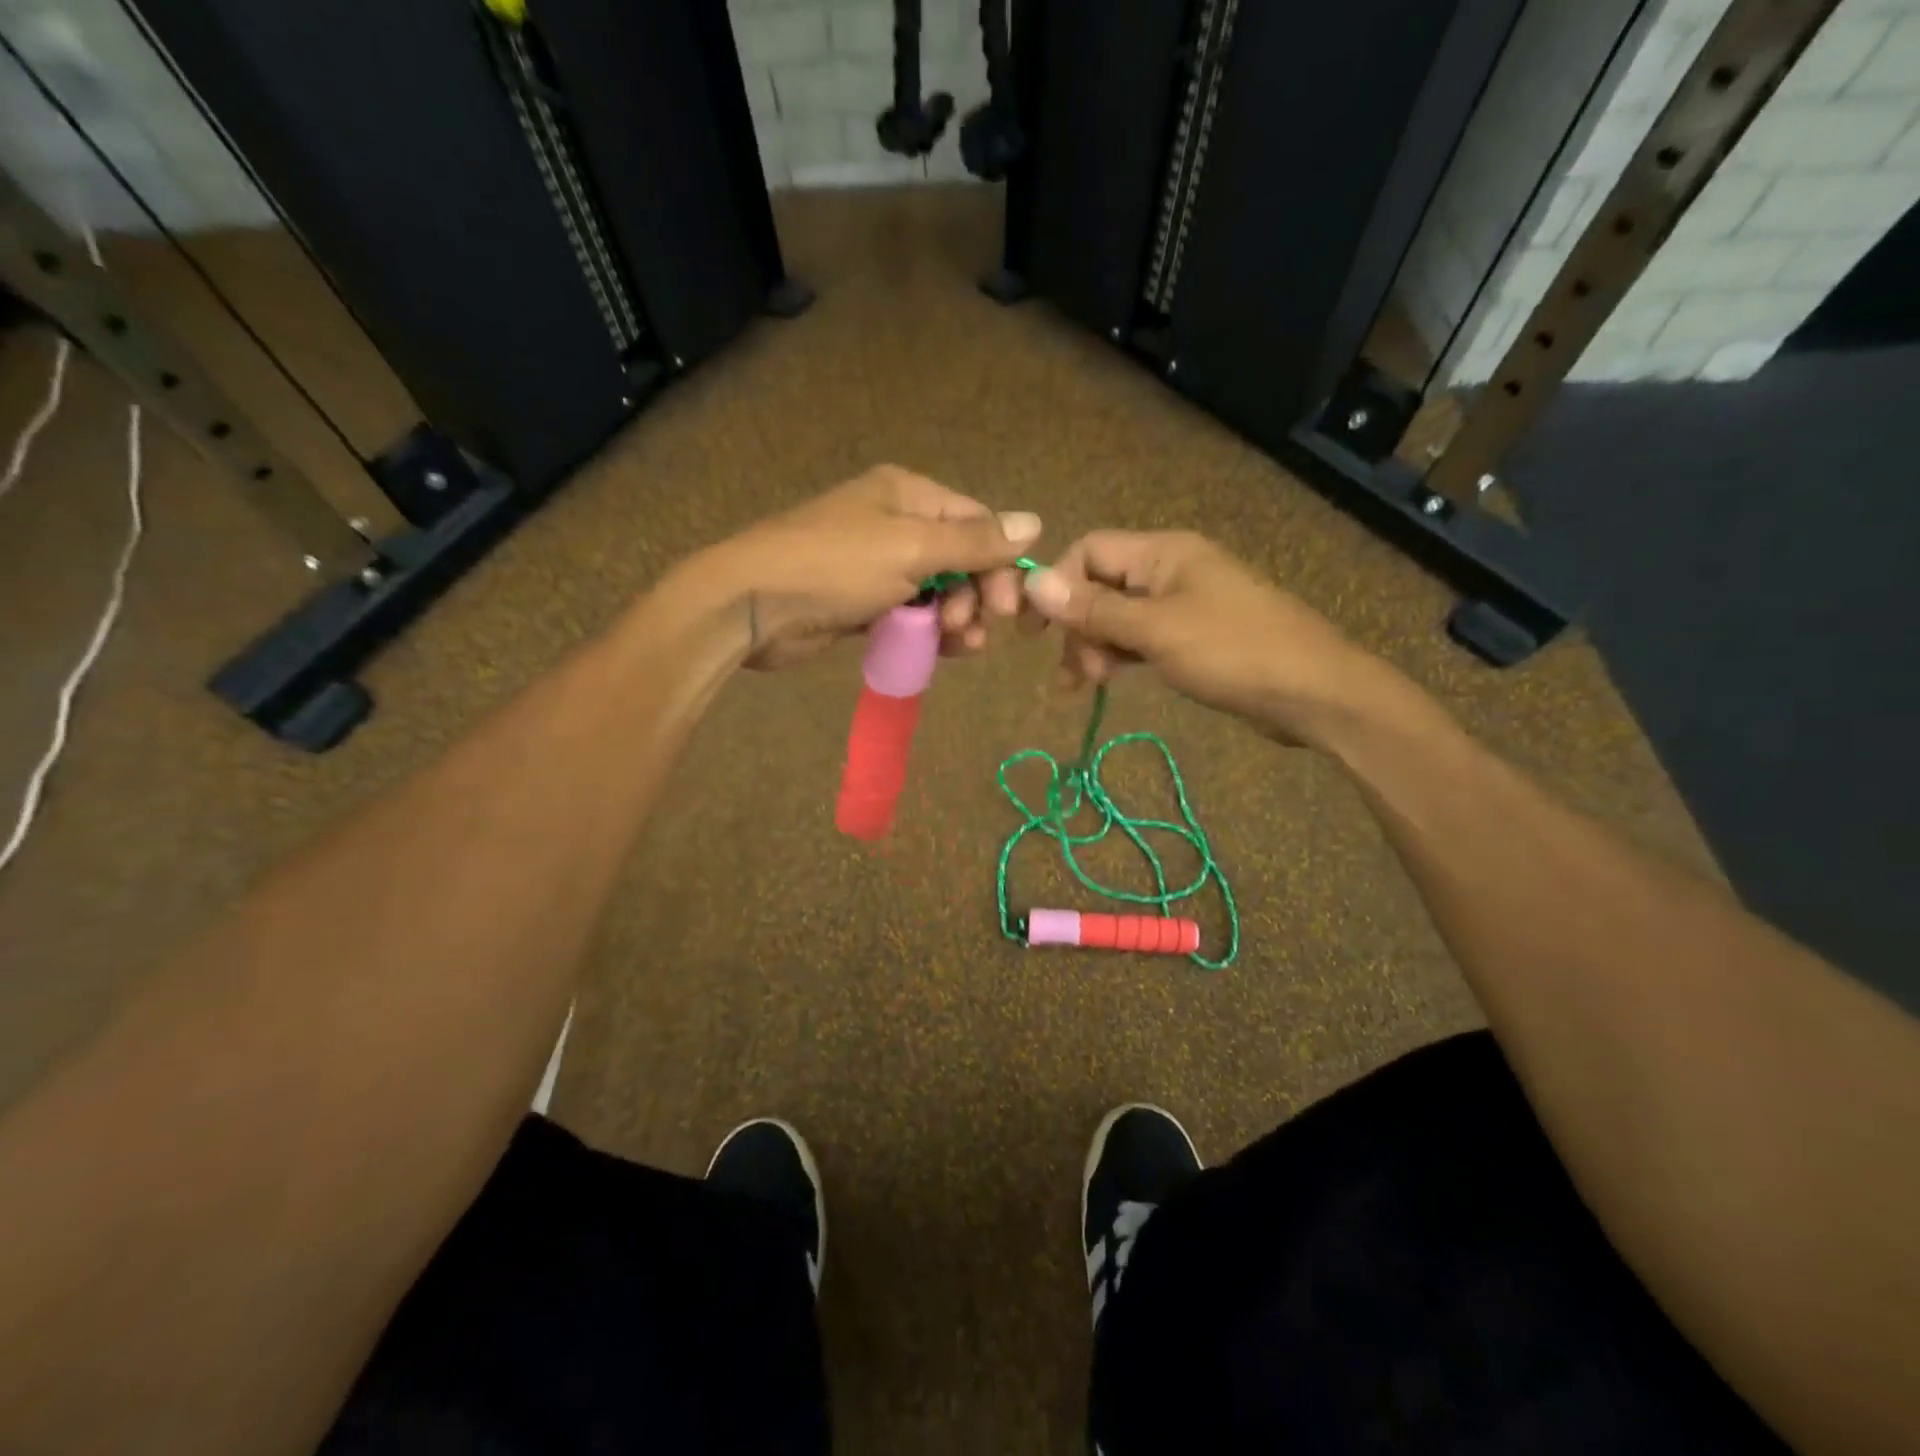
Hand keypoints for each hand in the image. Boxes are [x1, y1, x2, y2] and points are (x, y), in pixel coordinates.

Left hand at [704, 465, 1040, 668]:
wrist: (754, 605)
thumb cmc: (835, 565)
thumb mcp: (911, 548)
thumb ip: (974, 541)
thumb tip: (1036, 522)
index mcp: (908, 495)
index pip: (977, 522)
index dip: (1000, 564)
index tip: (1008, 608)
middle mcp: (896, 524)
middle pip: (961, 559)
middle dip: (976, 596)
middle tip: (973, 629)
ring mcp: (878, 566)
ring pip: (938, 592)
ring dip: (956, 618)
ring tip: (958, 644)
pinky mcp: (863, 603)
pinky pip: (911, 615)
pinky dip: (928, 631)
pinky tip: (941, 650)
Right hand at [1021, 531, 1394, 745]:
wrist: (1313, 692)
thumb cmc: (1232, 651)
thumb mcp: (1155, 630)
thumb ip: (1093, 608)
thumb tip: (1032, 583)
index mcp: (1163, 552)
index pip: (1089, 551)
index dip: (1056, 585)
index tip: (1034, 631)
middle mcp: (1170, 569)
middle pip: (1100, 585)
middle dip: (1078, 626)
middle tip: (1073, 673)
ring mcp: (1184, 603)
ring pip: (1119, 616)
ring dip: (1096, 646)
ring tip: (1089, 685)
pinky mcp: (1194, 636)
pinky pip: (1142, 637)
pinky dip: (1122, 655)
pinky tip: (1110, 680)